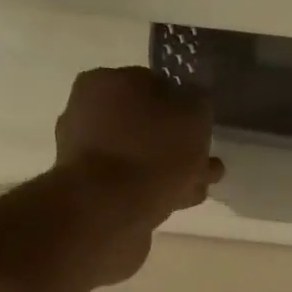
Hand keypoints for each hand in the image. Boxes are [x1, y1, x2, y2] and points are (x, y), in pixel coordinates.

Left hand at [55, 67, 223, 286]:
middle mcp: (88, 111)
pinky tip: (178, 201)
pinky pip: (132, 182)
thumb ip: (198, 100)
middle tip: (206, 163)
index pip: (155, 85)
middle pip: (147, 124)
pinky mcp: (89, 189)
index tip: (204, 128)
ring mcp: (85, 153)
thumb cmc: (152, 151)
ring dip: (172, 170)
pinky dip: (155, 189)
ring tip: (200, 188)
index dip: (185, 106)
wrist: (107, 210)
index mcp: (106, 82)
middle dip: (179, 144)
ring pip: (142, 156)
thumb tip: (193, 98)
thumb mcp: (193, 113)